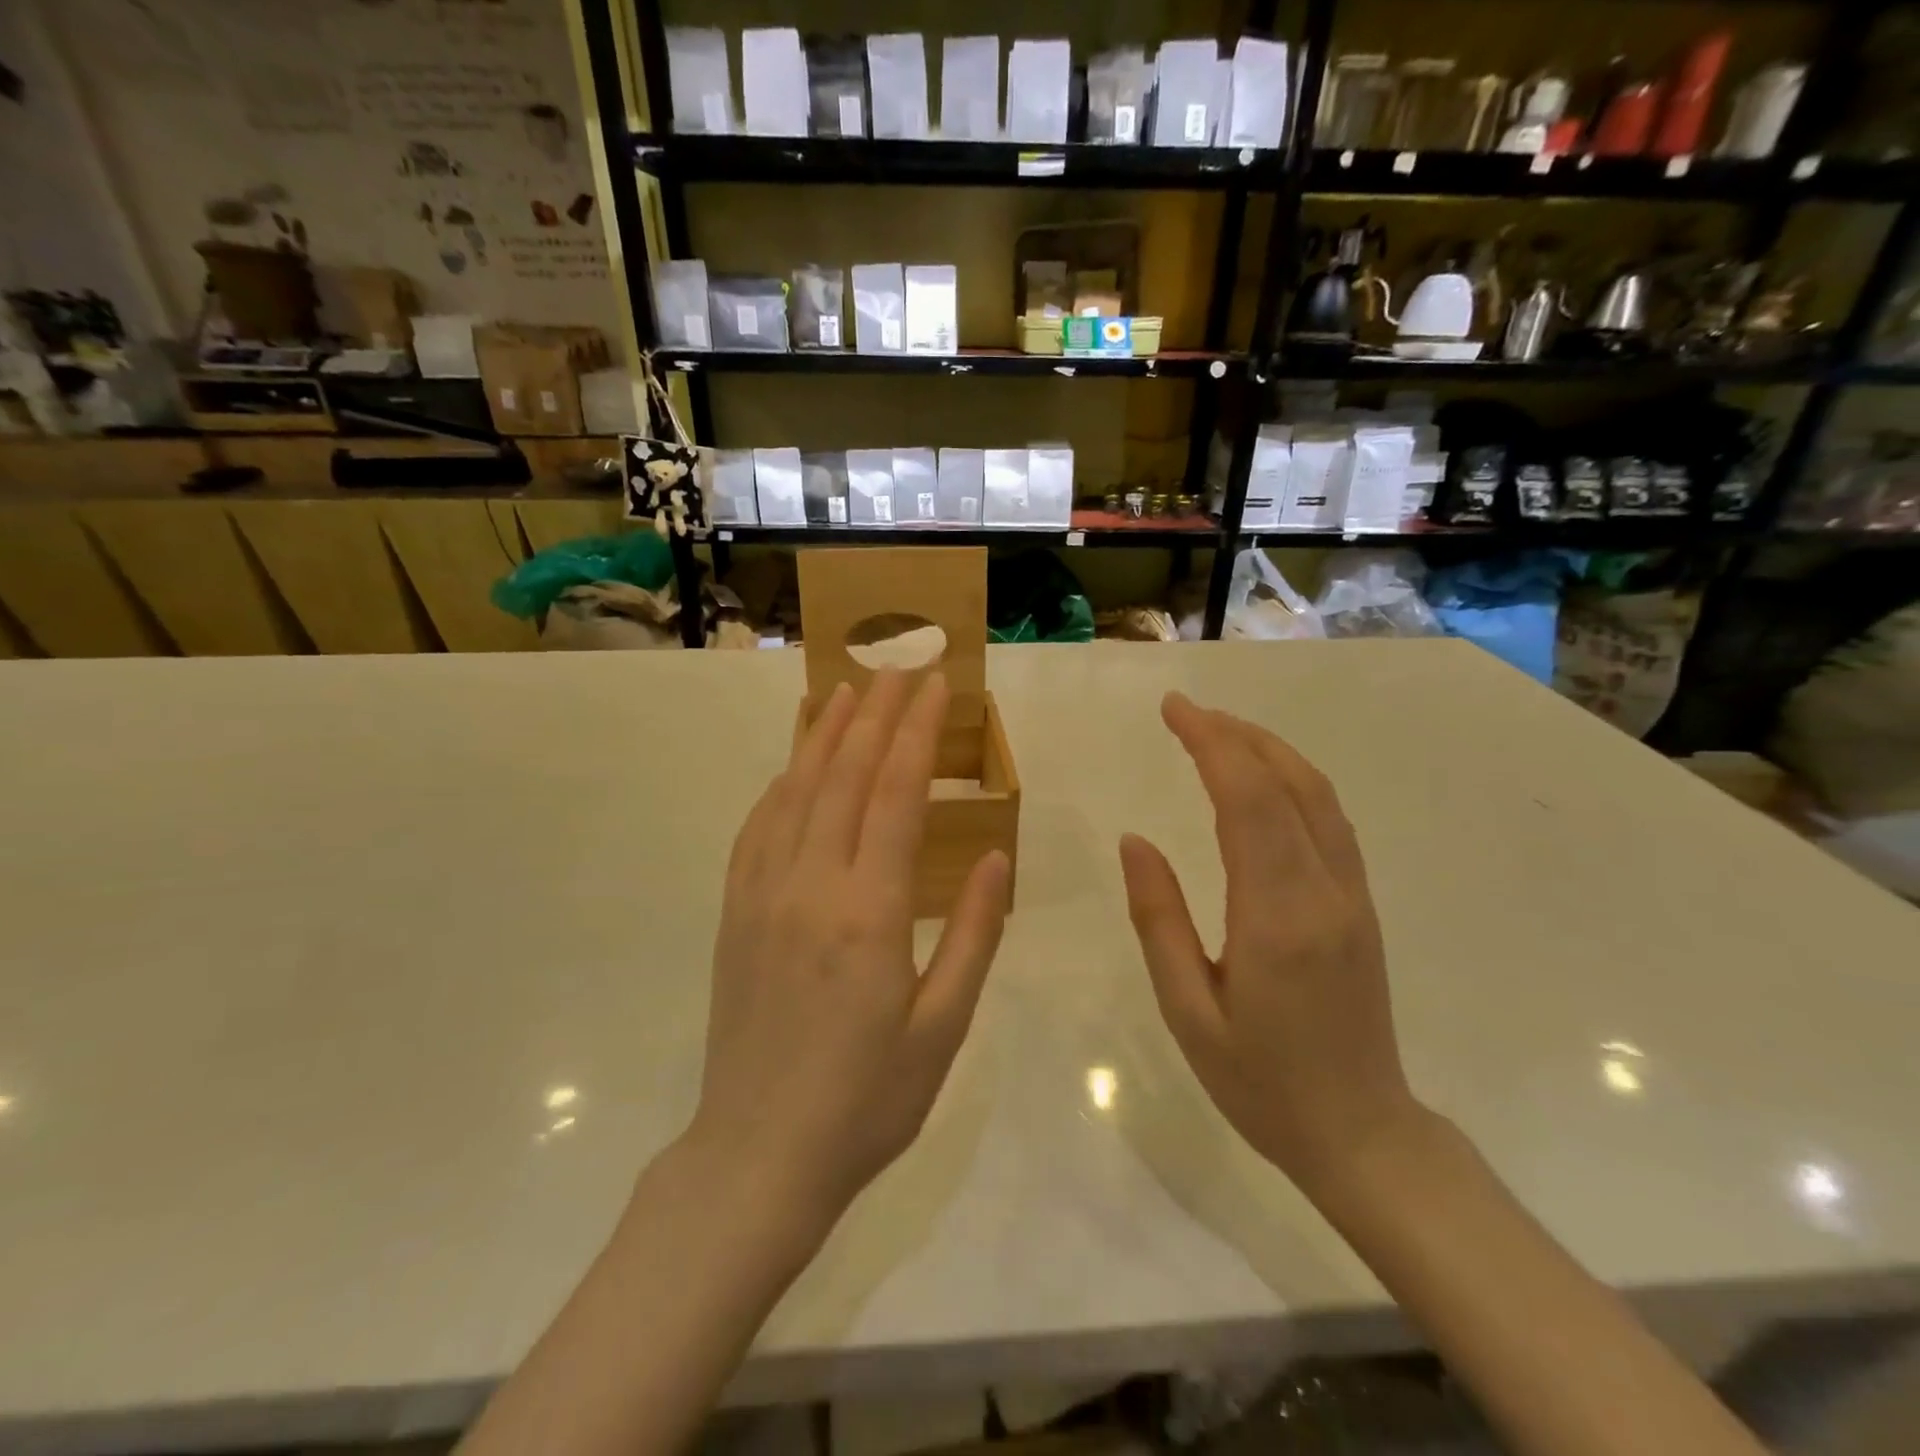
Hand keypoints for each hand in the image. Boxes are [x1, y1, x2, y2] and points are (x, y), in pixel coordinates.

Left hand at [688, 669, 1010, 1238]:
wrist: (759, 1155)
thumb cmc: (867, 1100)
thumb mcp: (943, 1026)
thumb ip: (973, 932)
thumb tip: (994, 856)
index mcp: (869, 911)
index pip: (895, 793)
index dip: (915, 731)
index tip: (933, 685)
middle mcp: (809, 885)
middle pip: (843, 775)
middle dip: (875, 714)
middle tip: (898, 668)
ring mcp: (762, 895)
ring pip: (795, 790)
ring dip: (824, 734)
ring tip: (846, 689)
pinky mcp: (735, 913)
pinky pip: (758, 827)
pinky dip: (781, 783)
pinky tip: (794, 765)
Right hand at [1119, 693, 1419, 1192]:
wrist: (1361, 1132)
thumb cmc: (1259, 1081)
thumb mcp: (1187, 1010)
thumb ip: (1159, 919)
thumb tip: (1134, 840)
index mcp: (1277, 916)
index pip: (1248, 800)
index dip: (1211, 744)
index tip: (1173, 710)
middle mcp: (1324, 891)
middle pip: (1287, 783)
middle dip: (1235, 734)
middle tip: (1185, 711)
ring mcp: (1352, 895)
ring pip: (1318, 795)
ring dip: (1268, 750)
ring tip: (1218, 731)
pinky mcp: (1360, 905)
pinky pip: (1330, 820)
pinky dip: (1293, 780)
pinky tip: (1264, 778)